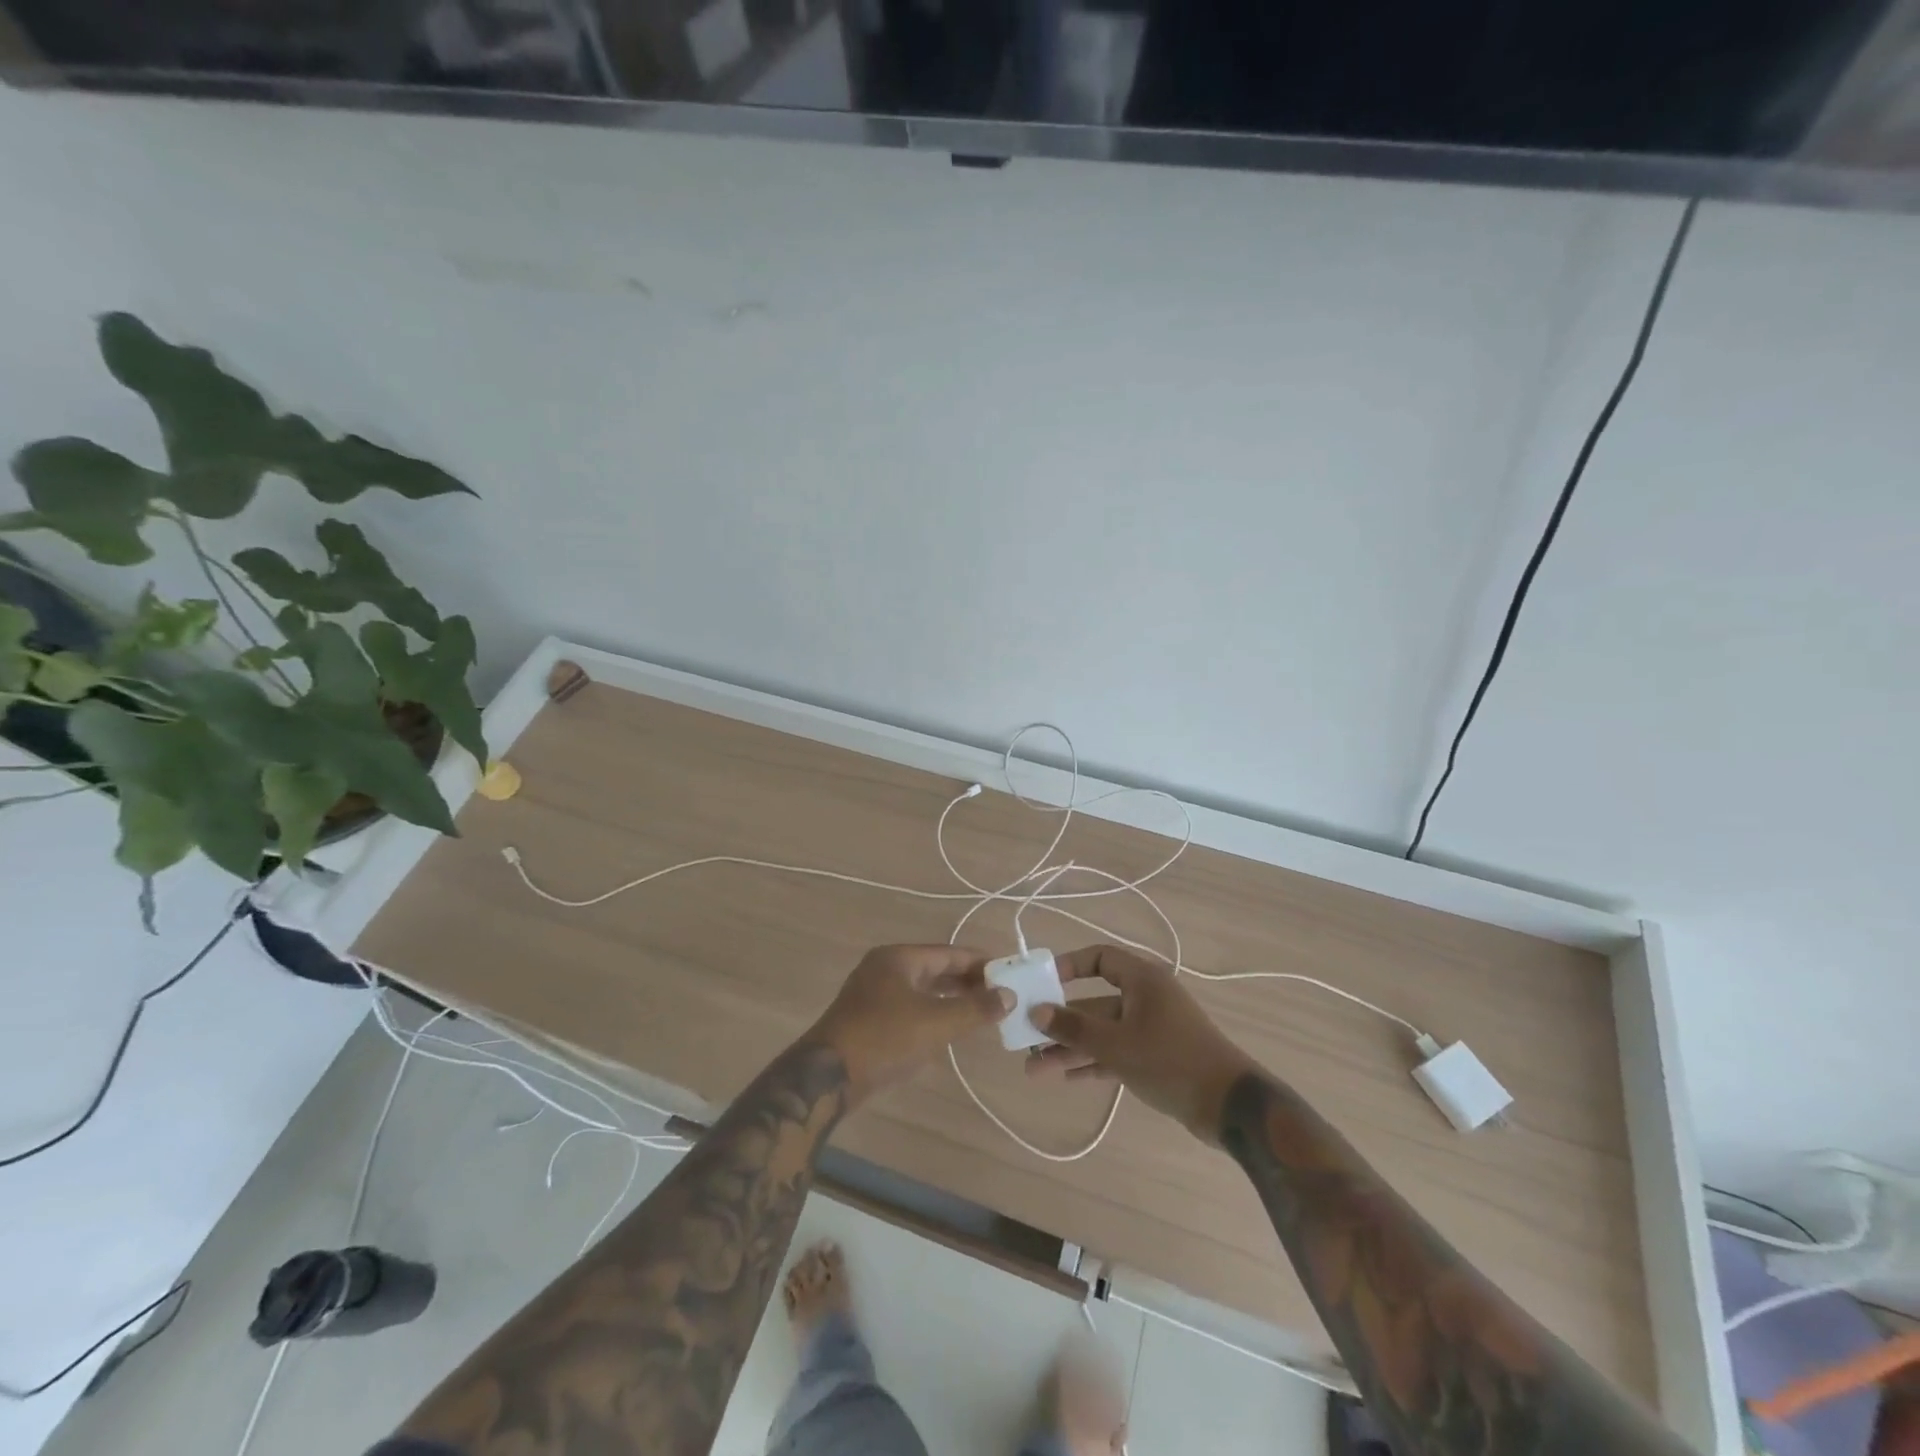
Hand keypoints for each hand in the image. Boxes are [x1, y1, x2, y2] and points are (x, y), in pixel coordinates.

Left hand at [808, 945, 1015, 1104]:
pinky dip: (933, 1013)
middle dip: (968, 982)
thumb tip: (1008, 995)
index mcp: (898, 958)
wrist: (827, 1076)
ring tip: (982, 1012)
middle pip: (935, 969)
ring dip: (952, 999)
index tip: (1009, 973)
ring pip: (922, 990)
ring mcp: (873, 994)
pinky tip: (949, 1029)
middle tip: (1001, 995)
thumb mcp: (936, 1022)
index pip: (949, 953)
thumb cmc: (885, 1038)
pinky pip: (910, 1007)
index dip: (980, 963)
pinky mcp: (868, 1019)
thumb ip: (975, 1008)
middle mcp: (884, 968)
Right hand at [1025, 945, 1258, 1142]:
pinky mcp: (1155, 1057)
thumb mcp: (1117, 1045)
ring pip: (1102, 1032)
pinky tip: (1066, 1077)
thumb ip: (1074, 1028)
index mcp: (1142, 980)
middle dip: (1061, 1022)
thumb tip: (1036, 1011)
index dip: (1069, 966)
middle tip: (1026, 1037)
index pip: (1100, 957)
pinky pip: (1115, 1052)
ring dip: (1071, 1048)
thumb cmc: (1171, 1061)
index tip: (1042, 983)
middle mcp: (1145, 998)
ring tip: (1034, 1068)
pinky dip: (1092, 1062)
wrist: (1230, 1107)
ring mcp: (1151, 1028)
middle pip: (1094, 1001)